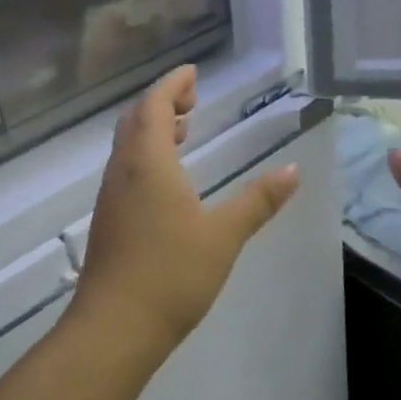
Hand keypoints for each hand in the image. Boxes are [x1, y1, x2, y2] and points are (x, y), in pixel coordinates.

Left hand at [74, 66, 300, 357]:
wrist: (114, 327)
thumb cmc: (171, 274)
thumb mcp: (223, 235)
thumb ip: (258, 201)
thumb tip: (292, 170)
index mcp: (148, 161)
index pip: (156, 105)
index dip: (173, 84)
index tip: (193, 72)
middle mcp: (123, 169)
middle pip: (137, 118)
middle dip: (163, 102)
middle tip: (192, 99)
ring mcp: (111, 194)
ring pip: (128, 144)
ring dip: (153, 128)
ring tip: (184, 131)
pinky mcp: (108, 218)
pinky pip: (125, 166)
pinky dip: (146, 153)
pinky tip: (167, 178)